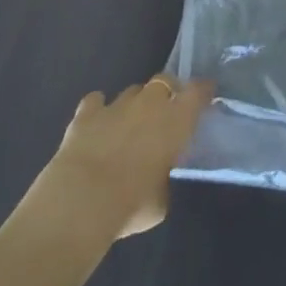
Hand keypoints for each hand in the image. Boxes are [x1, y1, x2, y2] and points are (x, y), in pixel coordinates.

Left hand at [43, 76, 213, 238]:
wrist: (80, 203)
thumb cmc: (131, 204)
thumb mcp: (161, 200)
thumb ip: (164, 180)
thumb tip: (157, 178)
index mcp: (176, 120)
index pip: (198, 91)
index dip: (203, 91)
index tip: (206, 96)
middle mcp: (149, 104)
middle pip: (163, 81)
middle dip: (166, 91)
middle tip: (165, 111)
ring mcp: (116, 106)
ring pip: (131, 90)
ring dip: (134, 103)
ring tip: (129, 122)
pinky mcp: (85, 115)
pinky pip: (95, 101)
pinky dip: (97, 108)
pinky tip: (96, 122)